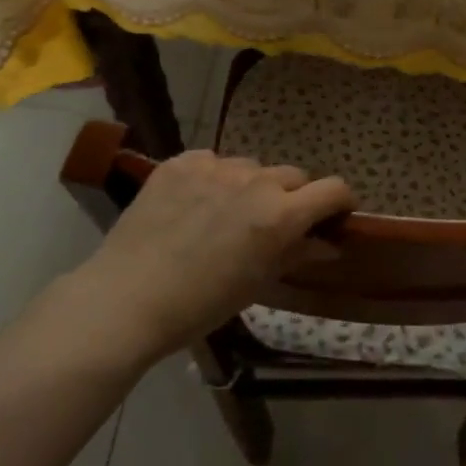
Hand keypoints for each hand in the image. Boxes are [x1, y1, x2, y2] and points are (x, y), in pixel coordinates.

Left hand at [61, 151, 355, 365]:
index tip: (333, 216)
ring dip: (251, 186)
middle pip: (293, 176)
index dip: (340, 202)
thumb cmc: (201, 304)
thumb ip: (297, 253)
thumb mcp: (258, 282)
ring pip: (252, 167)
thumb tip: (329, 243)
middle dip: (293, 197)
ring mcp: (217, 166)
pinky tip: (193, 204)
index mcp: (281, 214)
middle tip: (272, 224)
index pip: (334, 189)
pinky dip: (213, 178)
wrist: (126, 298)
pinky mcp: (182, 162)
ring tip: (225, 214)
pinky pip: (212, 162)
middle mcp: (256, 181)